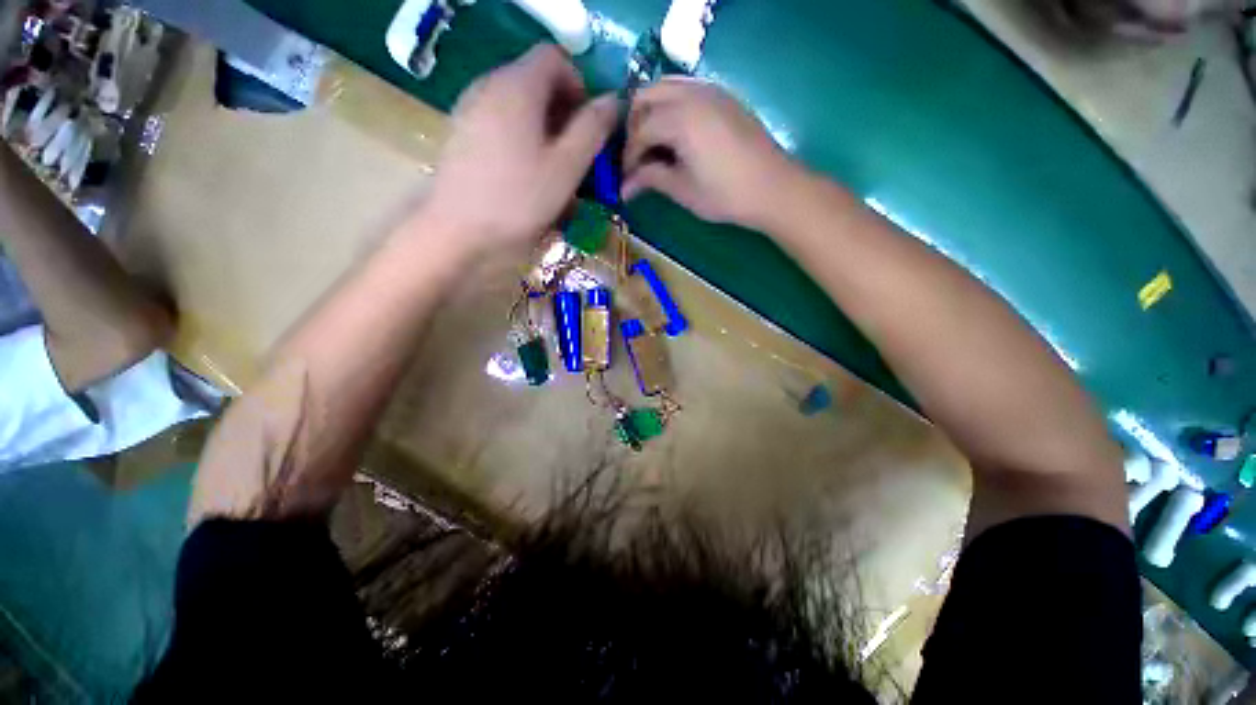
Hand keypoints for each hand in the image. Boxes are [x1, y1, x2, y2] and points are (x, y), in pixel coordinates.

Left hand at [424, 44, 618, 252]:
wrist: (459, 231)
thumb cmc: (519, 199)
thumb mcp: (566, 167)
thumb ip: (592, 129)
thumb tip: (612, 102)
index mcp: (517, 85)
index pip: (554, 57)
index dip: (579, 85)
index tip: (588, 125)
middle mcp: (489, 85)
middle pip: (534, 80)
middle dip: (563, 111)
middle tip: (576, 152)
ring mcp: (470, 109)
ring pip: (517, 103)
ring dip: (543, 128)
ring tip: (552, 167)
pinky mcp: (461, 134)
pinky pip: (499, 122)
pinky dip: (520, 138)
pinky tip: (524, 173)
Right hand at [622, 78, 802, 228]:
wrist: (773, 188)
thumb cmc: (725, 195)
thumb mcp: (683, 190)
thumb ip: (651, 179)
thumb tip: (624, 187)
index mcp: (679, 119)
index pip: (640, 130)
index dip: (628, 155)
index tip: (626, 177)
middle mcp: (691, 94)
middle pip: (646, 96)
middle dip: (634, 125)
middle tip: (636, 155)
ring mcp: (710, 90)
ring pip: (666, 86)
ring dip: (651, 110)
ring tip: (653, 143)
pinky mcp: (724, 96)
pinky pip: (687, 88)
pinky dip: (672, 104)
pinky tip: (676, 132)